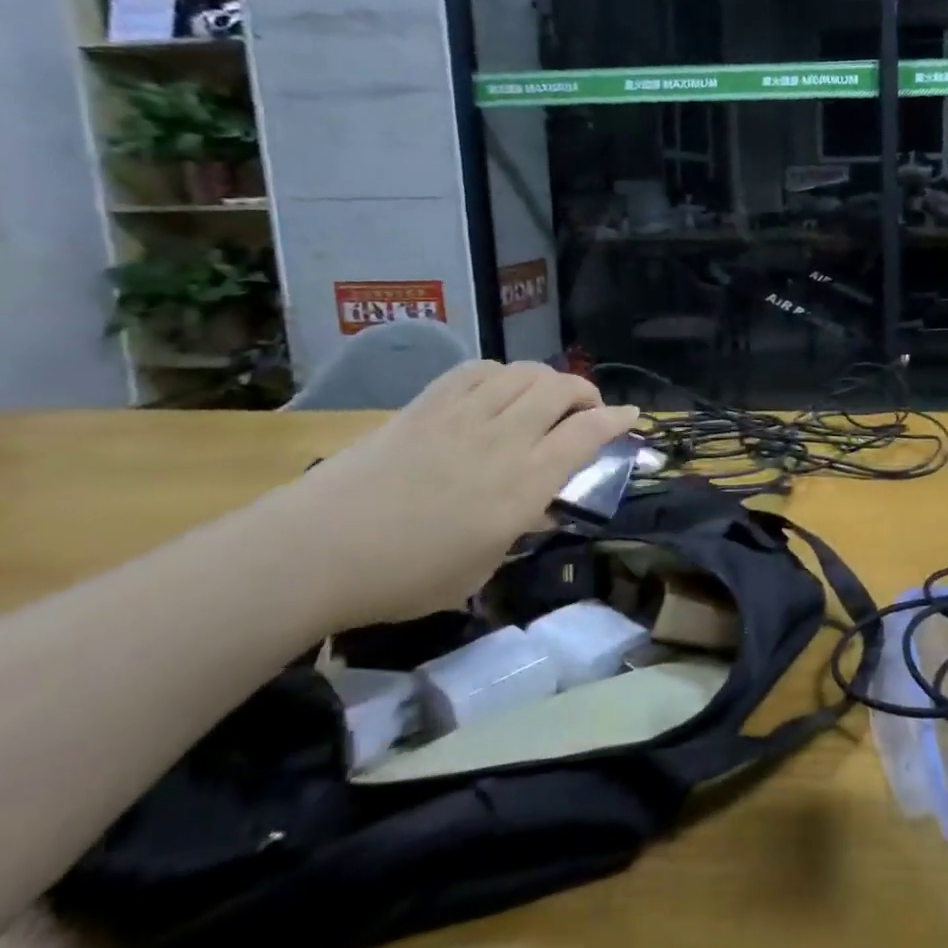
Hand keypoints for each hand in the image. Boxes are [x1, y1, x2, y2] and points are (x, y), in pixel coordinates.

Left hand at [267, 361, 637, 630]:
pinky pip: (476, 370)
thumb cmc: (404, 576)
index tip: (631, 416)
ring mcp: (463, 416)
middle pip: (560, 390)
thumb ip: (518, 530)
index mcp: (523, 484)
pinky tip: (497, 387)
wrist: (316, 550)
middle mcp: (503, 440)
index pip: (586, 435)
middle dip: (586, 391)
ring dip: (547, 379)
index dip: (616, 420)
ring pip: (523, 373)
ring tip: (546, 395)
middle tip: (588, 407)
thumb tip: (539, 507)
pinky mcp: (427, 405)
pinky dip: (500, 373)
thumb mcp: (478, 569)